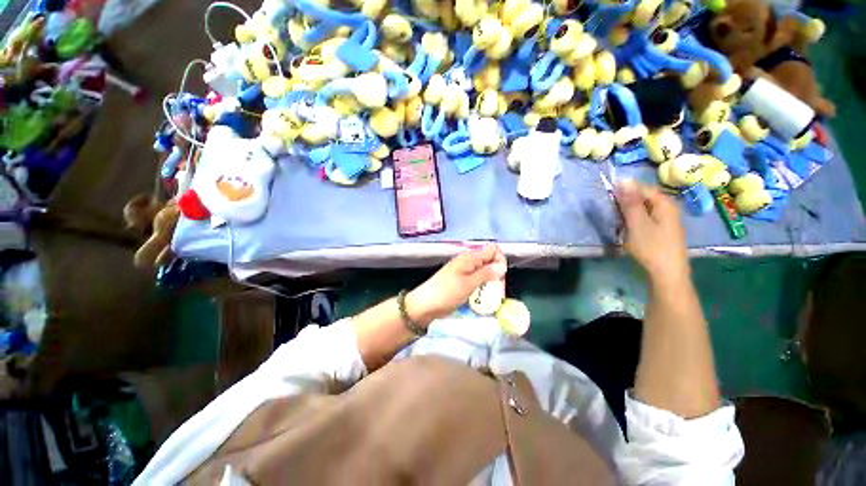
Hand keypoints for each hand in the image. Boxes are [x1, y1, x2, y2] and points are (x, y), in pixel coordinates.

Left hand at [406, 245, 507, 324]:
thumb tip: (502, 265)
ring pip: (484, 272)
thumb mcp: (468, 283)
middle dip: (496, 272)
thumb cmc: (447, 292)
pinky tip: (484, 295)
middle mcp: (468, 262)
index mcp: (469, 258)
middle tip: (497, 288)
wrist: (425, 305)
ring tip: (493, 294)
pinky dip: (482, 286)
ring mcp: (464, 272)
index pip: (491, 250)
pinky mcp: (462, 282)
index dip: (499, 260)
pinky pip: (477, 280)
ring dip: (490, 281)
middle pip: (489, 261)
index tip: (501, 275)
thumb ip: (486, 274)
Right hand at [616, 179, 689, 286]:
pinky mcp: (665, 230)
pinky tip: (630, 228)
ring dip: (631, 211)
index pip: (642, 188)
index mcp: (664, 203)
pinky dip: (637, 219)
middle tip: (613, 212)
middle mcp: (669, 207)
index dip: (624, 190)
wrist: (668, 273)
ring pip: (646, 208)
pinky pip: (648, 217)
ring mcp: (668, 219)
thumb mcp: (637, 223)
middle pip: (645, 197)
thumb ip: (630, 202)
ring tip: (619, 220)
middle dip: (627, 201)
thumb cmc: (651, 247)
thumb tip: (624, 179)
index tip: (609, 198)